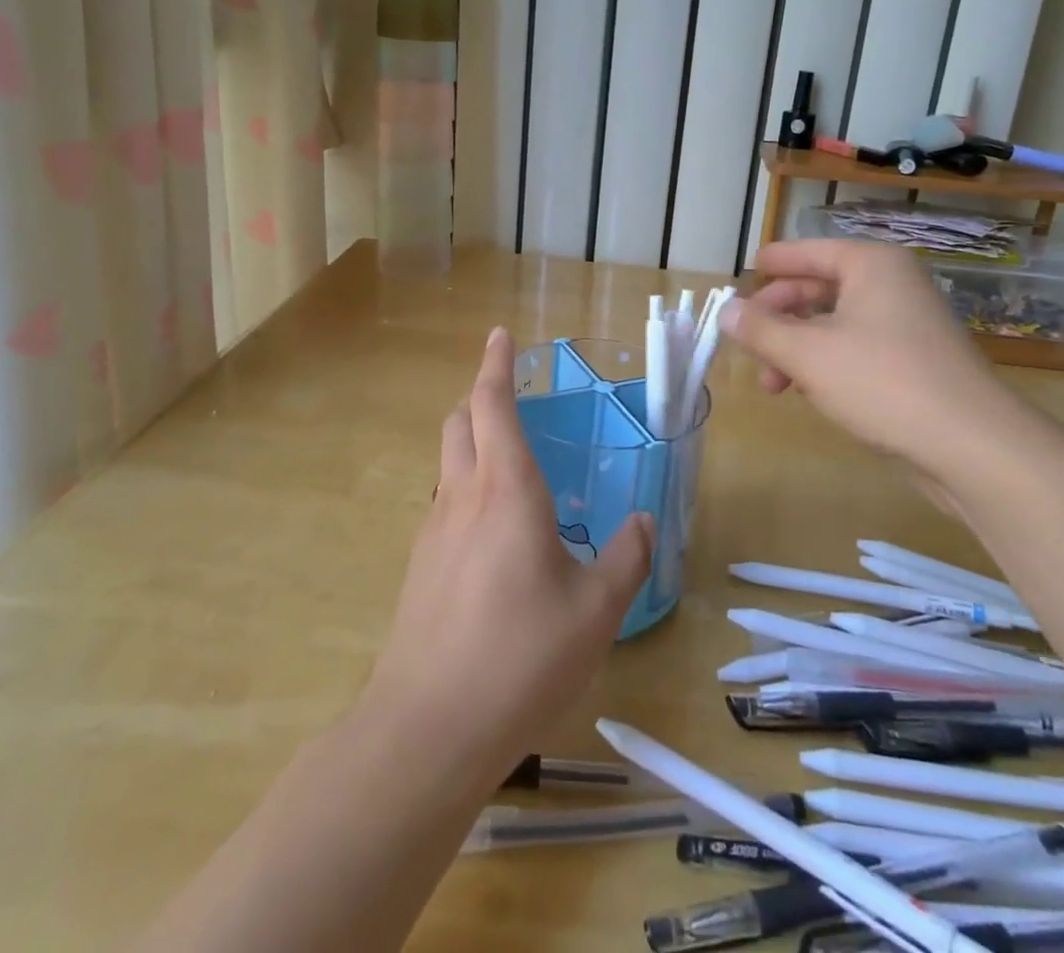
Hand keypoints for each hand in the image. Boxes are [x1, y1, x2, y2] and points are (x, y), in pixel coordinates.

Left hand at [360, 326, 653, 788]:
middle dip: (480, 397)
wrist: (428, 727)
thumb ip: (626, 559)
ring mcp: (433, 531)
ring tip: (508, 463)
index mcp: (507, 489)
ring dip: (471, 442)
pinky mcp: (419, 567)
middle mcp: (463, 496)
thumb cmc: (521, 656)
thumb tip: (643, 523)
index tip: (500, 335)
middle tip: (510, 397)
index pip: (492, 404)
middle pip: (459, 422)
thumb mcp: (596, 611)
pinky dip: (466, 490)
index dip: (496, 365)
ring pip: (448, 462)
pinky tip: (493, 533)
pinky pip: (444, 504)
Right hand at [719, 239, 1015, 483]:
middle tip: (748, 344)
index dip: (771, 264)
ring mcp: (908, 323)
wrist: (971, 445)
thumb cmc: (882, 381)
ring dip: (797, 348)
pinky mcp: (915, 360)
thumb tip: (724, 310)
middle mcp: (892, 284)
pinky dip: (826, 363)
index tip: (742, 275)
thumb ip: (760, 328)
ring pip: (834, 323)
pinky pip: (856, 348)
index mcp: (870, 265)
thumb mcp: (807, 354)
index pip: (807, 252)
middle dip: (778, 318)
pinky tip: (809, 392)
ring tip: (772, 384)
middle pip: (818, 288)